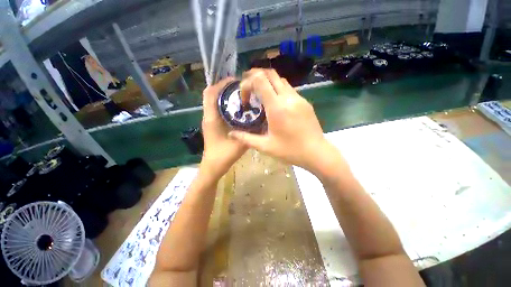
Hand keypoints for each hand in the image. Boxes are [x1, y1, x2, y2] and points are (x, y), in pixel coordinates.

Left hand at [200, 78, 247, 181]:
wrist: (213, 165)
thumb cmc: (224, 155)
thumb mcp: (240, 143)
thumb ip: (249, 132)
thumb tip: (260, 120)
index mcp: (211, 118)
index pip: (211, 93)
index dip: (222, 84)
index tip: (236, 81)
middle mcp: (208, 116)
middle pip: (211, 94)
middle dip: (224, 87)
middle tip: (241, 87)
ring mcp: (209, 119)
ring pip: (214, 100)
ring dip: (225, 95)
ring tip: (240, 94)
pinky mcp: (212, 123)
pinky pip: (217, 108)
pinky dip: (225, 103)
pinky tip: (238, 107)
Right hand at [229, 69, 336, 174]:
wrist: (316, 152)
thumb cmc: (290, 151)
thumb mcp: (265, 146)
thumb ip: (246, 138)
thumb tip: (231, 133)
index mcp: (277, 107)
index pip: (260, 80)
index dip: (248, 83)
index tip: (244, 98)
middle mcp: (288, 97)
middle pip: (271, 74)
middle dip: (256, 76)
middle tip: (248, 88)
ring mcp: (298, 98)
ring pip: (281, 80)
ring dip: (268, 83)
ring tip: (260, 95)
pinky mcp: (305, 102)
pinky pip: (289, 89)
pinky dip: (278, 89)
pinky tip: (275, 103)